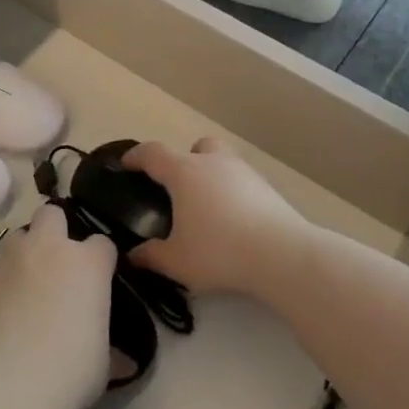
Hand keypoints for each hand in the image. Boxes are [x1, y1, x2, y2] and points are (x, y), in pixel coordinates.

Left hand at [0, 205, 116, 408]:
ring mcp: (7, 261)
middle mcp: (45, 250)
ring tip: (26, 289)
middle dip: (56, 231)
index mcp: (85, 264)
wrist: (1, 386)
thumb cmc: (66, 373)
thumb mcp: (101, 366)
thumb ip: (110, 350)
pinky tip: (1, 315)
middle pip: (51, 215)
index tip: (99, 282)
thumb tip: (123, 361)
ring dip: (24, 255)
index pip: (102, 244)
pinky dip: (0, 285)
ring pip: (16, 239)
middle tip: (58, 266)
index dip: (101, 261)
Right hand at [126, 137, 314, 296]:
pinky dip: (233, 192)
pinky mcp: (268, 188)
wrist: (282, 255)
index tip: (126, 164)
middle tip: (178, 186)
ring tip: (207, 206)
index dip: (136, 156)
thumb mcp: (177, 261)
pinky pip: (242, 181)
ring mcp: (244, 172)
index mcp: (184, 173)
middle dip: (184, 159)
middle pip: (195, 147)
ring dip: (211, 174)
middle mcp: (213, 163)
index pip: (153, 153)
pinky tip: (233, 220)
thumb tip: (133, 255)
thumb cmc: (219, 251)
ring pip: (222, 160)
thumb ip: (151, 256)